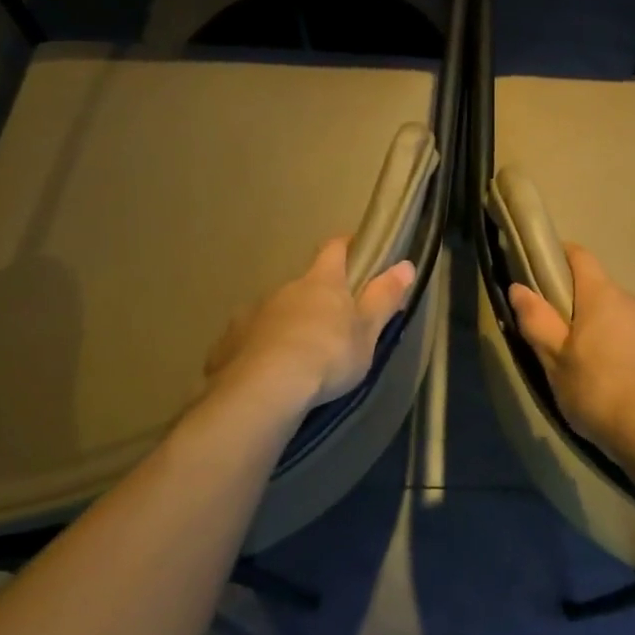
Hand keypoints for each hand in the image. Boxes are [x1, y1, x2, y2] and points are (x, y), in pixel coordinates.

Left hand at [206, 237, 415, 417]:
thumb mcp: (366, 331)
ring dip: (286, 326)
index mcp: (321, 283)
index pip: (334, 250)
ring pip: (274, 313)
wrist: (264, 389)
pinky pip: (248, 341)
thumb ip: (384, 297)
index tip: (355, 247)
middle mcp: (284, 290)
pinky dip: (258, 350)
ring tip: (297, 356)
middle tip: (330, 325)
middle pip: (303, 285)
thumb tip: (406, 264)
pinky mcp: (228, 344)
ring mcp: (252, 314)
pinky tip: (264, 373)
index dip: (345, 245)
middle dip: (315, 298)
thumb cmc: (327, 355)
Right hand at [509, 244, 634, 465]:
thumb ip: (537, 322)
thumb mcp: (556, 363)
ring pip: (633, 323)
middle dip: (589, 313)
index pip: (581, 257)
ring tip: (608, 379)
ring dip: (618, 338)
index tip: (548, 269)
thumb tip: (519, 287)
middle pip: (606, 296)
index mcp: (603, 297)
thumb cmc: (602, 394)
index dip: (563, 257)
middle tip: (572, 348)